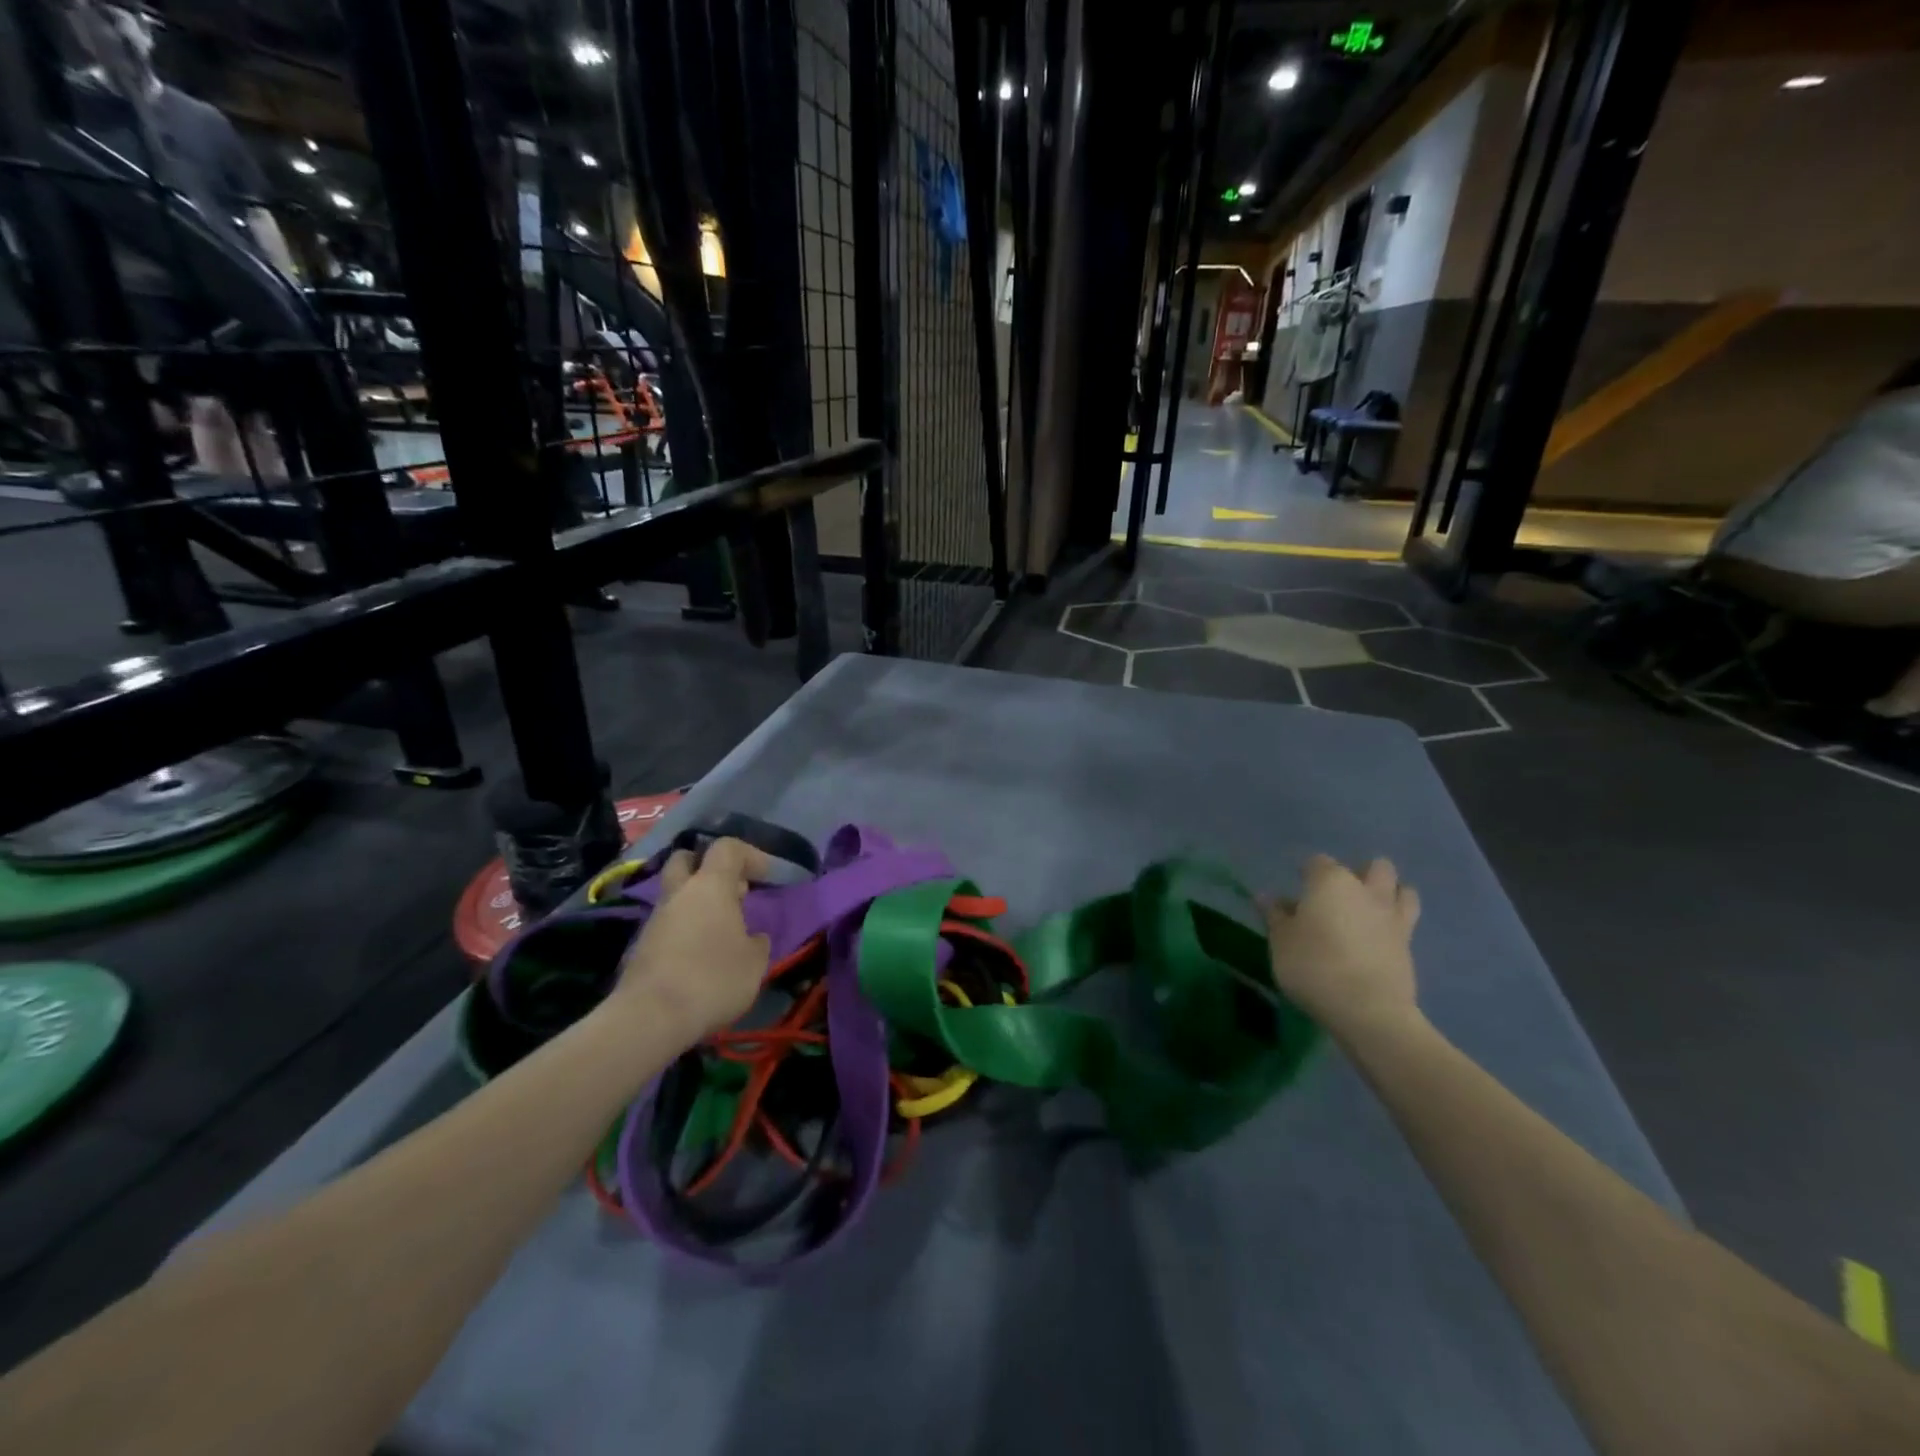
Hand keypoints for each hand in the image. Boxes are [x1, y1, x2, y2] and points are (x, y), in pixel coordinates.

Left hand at [610, 838, 771, 1041]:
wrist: (650, 1018)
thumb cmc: (712, 979)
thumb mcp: (754, 963)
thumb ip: (757, 942)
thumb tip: (752, 937)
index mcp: (710, 886)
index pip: (727, 848)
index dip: (751, 856)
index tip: (767, 878)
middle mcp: (679, 893)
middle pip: (687, 860)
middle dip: (708, 868)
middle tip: (731, 891)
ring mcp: (655, 919)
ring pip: (676, 895)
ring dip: (696, 903)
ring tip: (721, 931)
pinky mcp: (641, 946)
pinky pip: (668, 924)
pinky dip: (685, 930)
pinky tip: (700, 956)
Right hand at [1262, 854, 1421, 1040]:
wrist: (1367, 1009)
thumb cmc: (1313, 966)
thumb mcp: (1280, 941)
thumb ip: (1275, 916)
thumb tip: (1266, 897)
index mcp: (1331, 881)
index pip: (1317, 862)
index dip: (1306, 873)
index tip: (1297, 891)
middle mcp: (1366, 890)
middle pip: (1374, 867)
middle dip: (1360, 874)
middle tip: (1340, 896)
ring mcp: (1392, 917)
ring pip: (1403, 889)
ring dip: (1389, 893)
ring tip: (1369, 910)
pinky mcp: (1409, 945)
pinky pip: (1406, 921)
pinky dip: (1394, 923)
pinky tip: (1378, 938)